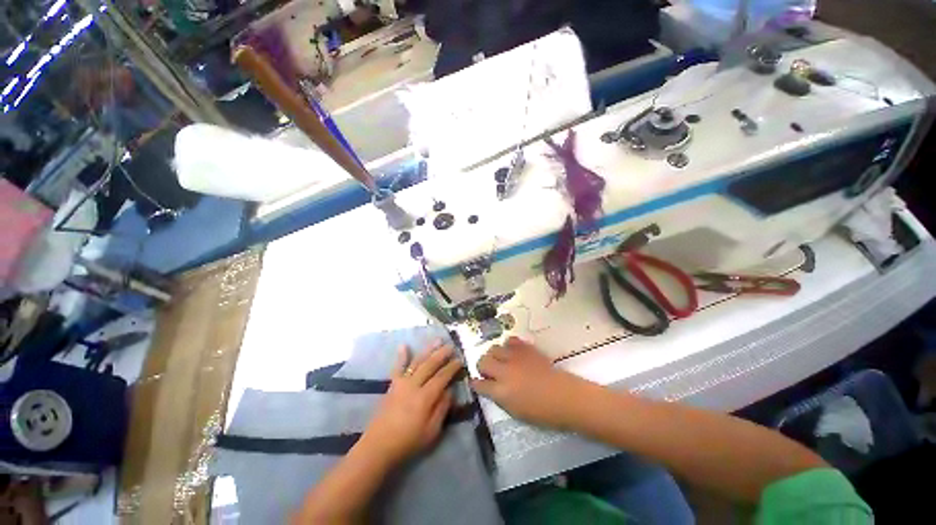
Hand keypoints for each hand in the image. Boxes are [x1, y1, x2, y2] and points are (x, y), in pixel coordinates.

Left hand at [360, 343, 463, 464]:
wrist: (378, 446)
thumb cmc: (408, 442)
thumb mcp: (431, 431)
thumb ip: (442, 409)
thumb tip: (449, 391)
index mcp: (425, 397)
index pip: (442, 377)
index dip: (452, 367)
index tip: (460, 360)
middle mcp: (414, 385)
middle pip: (430, 365)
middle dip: (442, 354)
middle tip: (452, 346)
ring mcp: (402, 383)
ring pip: (417, 361)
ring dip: (428, 350)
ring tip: (437, 340)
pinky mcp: (392, 385)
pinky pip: (398, 367)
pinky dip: (401, 356)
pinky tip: (404, 345)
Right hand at [471, 337, 588, 428]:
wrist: (564, 397)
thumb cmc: (542, 412)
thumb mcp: (515, 411)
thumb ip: (499, 397)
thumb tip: (491, 388)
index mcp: (500, 391)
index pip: (479, 384)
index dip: (476, 384)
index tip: (477, 383)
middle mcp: (504, 371)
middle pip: (482, 361)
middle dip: (483, 367)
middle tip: (490, 372)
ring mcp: (515, 358)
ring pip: (493, 348)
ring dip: (494, 355)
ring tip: (501, 360)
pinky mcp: (525, 348)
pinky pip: (510, 340)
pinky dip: (509, 346)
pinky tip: (513, 352)